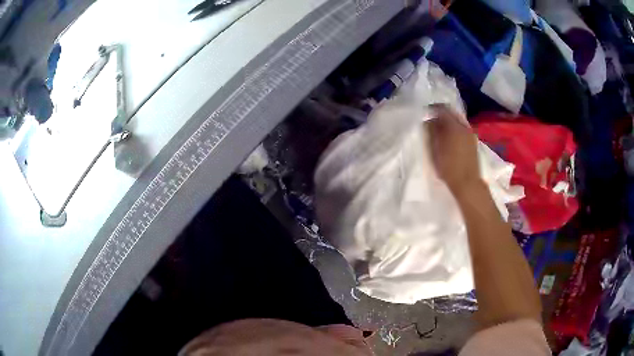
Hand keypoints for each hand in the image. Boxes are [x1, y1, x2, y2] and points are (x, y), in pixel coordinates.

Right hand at [426, 105, 481, 194]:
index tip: (424, 112)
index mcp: (454, 126)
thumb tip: (428, 120)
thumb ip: (431, 132)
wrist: (468, 183)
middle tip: (431, 121)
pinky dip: (454, 130)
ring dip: (448, 123)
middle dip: (441, 115)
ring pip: (457, 122)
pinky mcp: (473, 142)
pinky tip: (449, 139)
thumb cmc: (449, 167)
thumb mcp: (435, 149)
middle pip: (451, 114)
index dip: (432, 108)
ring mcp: (470, 134)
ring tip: (439, 131)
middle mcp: (464, 126)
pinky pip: (462, 129)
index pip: (442, 109)